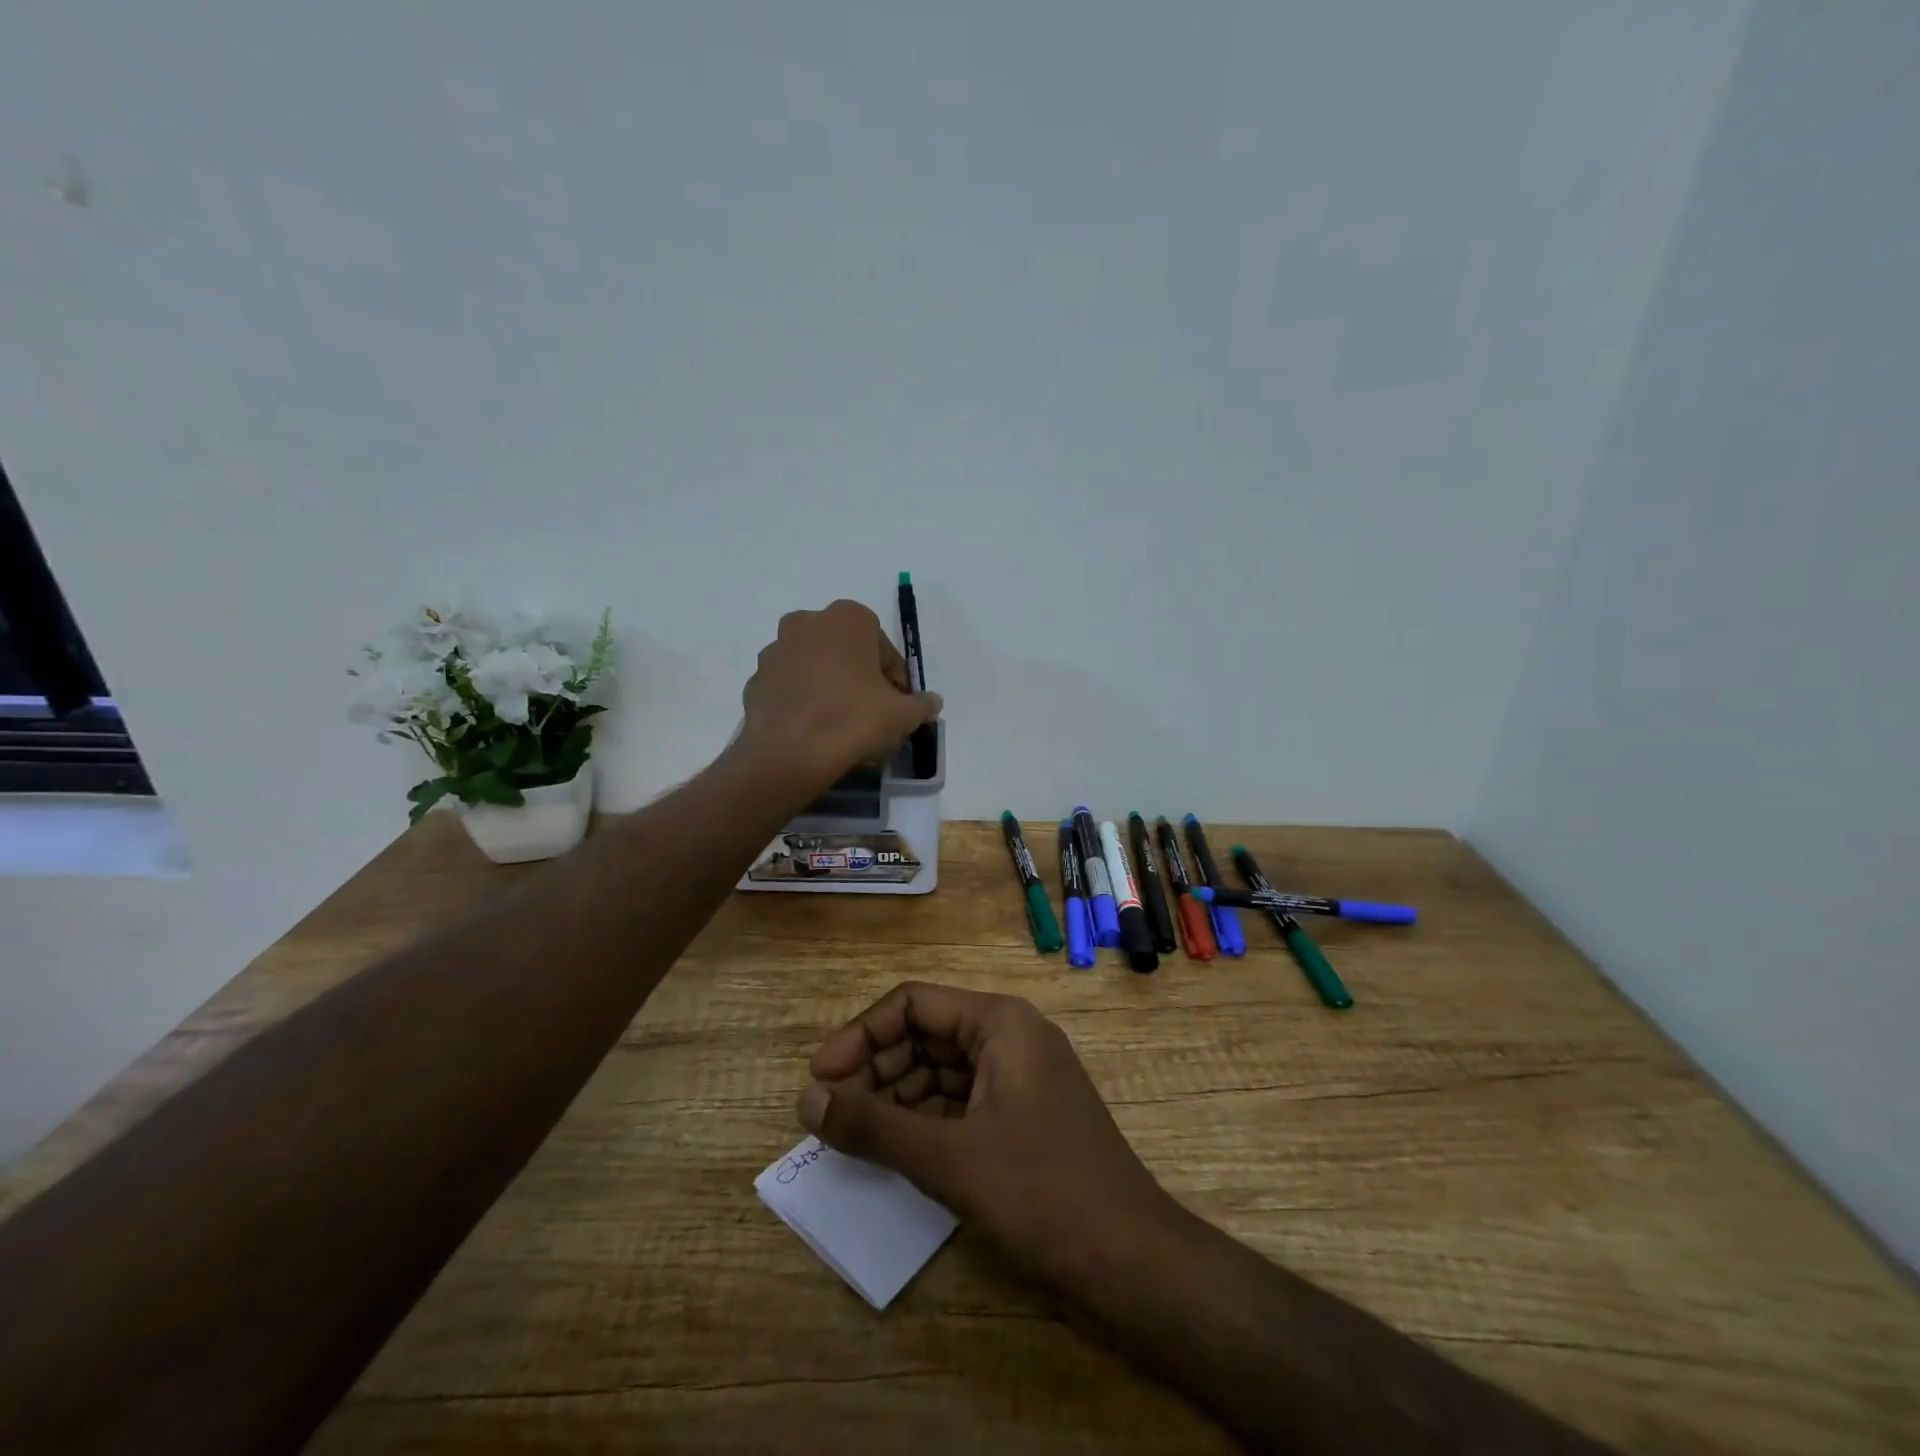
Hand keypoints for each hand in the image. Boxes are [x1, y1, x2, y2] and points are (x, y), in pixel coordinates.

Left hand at [739, 600, 940, 792]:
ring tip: (840, 723)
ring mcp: (776, 649)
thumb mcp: (903, 715)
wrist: (789, 753)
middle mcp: (807, 622)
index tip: (897, 705)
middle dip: (860, 676)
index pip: (883, 648)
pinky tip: (813, 729)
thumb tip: (931, 702)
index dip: (894, 678)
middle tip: (871, 712)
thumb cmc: (854, 719)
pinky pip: (790, 687)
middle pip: (846, 651)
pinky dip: (803, 700)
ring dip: (829, 685)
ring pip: (815, 666)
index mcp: (848, 618)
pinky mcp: (756, 679)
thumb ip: (922, 704)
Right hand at [796, 982, 1176, 1295]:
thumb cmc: (1042, 1192)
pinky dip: (923, 1121)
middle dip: (875, 1068)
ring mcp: (1017, 1079)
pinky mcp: (1020, 1118)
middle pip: (925, 1034)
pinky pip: (958, 1103)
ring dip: (895, 1098)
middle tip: (829, 1115)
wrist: (1132, 1262)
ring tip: (851, 1136)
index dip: (860, 1035)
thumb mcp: (949, 1158)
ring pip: (940, 1071)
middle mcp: (1009, 1037)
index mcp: (999, 1022)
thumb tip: (806, 1101)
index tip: (819, 1079)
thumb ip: (874, 1126)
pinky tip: (892, 1151)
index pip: (912, 1004)